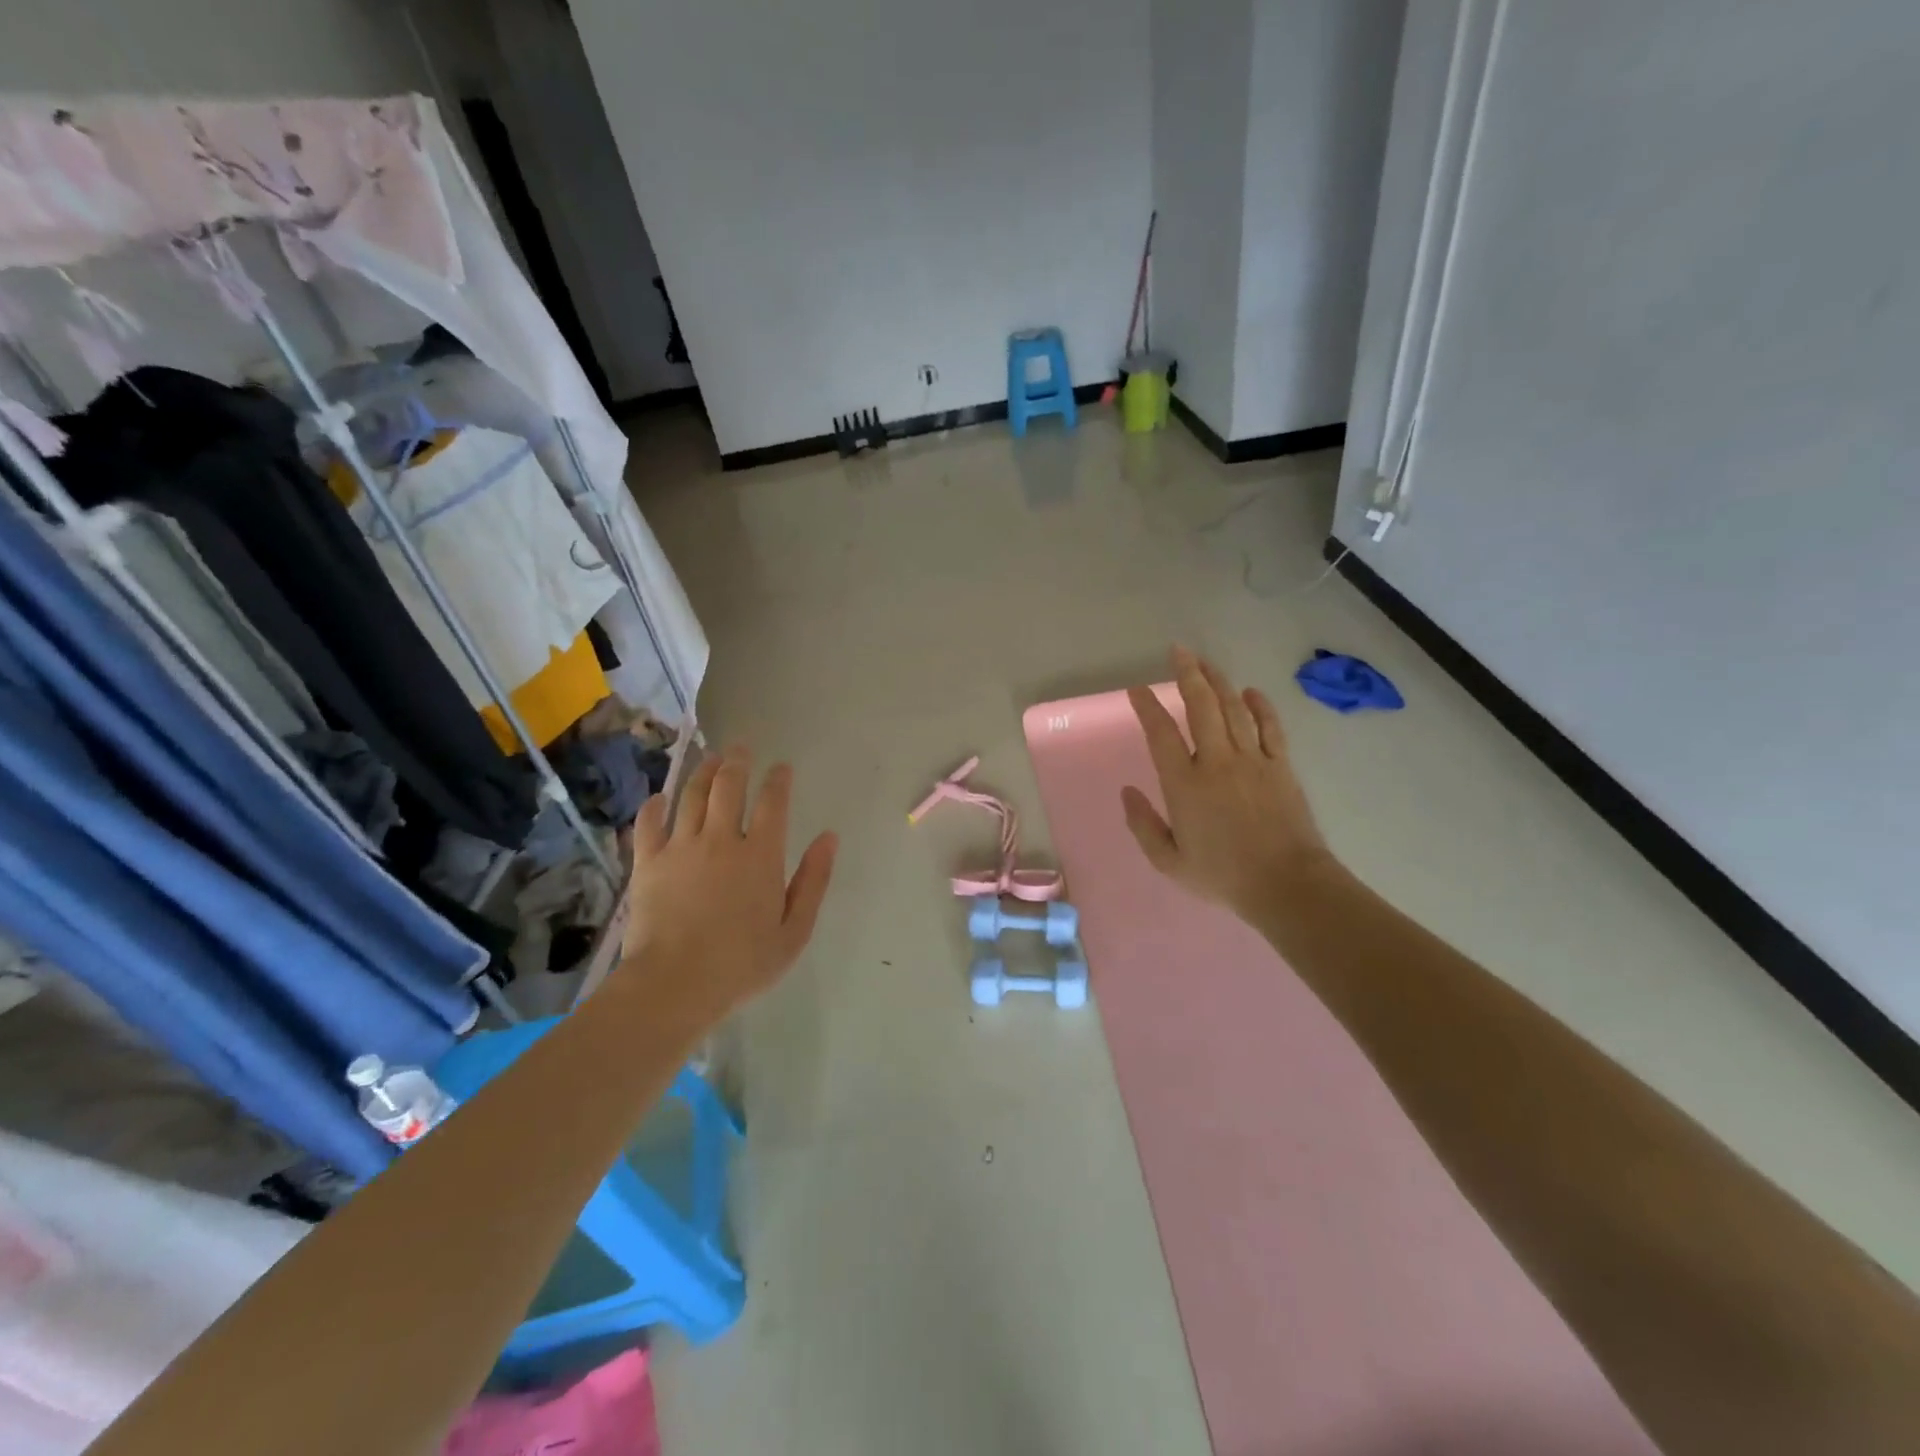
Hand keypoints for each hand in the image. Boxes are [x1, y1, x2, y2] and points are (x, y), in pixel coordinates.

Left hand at [619, 743, 837, 1028]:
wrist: (675, 984)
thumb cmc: (742, 963)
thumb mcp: (794, 930)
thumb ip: (813, 880)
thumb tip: (828, 837)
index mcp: (761, 855)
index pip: (773, 803)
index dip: (778, 780)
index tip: (781, 767)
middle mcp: (721, 839)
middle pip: (729, 786)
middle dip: (737, 761)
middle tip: (741, 747)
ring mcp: (681, 847)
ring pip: (691, 795)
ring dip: (703, 772)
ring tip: (709, 759)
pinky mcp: (648, 862)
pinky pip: (649, 823)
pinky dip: (654, 806)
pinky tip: (659, 798)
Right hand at [1122, 647, 1333, 919]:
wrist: (1286, 884)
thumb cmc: (1223, 876)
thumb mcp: (1169, 862)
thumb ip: (1143, 825)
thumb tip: (1128, 792)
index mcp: (1184, 784)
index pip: (1161, 733)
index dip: (1147, 707)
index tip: (1138, 690)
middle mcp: (1216, 762)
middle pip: (1201, 706)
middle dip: (1187, 674)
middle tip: (1178, 651)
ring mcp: (1252, 760)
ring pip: (1233, 709)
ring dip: (1218, 681)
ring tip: (1205, 661)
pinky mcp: (1280, 766)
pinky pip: (1269, 727)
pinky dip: (1260, 706)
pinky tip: (1250, 691)